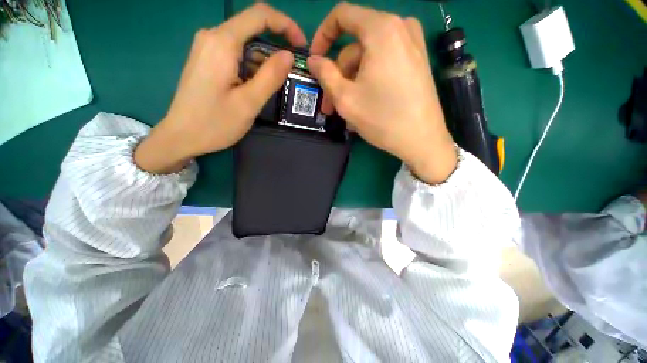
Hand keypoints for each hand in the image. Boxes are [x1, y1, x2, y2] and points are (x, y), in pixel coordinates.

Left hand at [135, 3, 306, 173]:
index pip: (260, 15)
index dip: (286, 25)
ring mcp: (207, 47)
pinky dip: (252, 65)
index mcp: (222, 42)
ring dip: (264, 59)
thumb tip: (288, 55)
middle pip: (252, 27)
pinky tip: (256, 85)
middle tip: (290, 72)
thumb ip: (270, 76)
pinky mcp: (207, 59)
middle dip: (276, 45)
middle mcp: (212, 36)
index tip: (300, 46)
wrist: (181, 136)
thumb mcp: (249, 103)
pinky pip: (235, 53)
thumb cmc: (215, 123)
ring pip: (245, 42)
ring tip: (274, 85)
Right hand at [308, 3, 456, 183]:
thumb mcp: (346, 98)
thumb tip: (313, 60)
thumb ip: (325, 74)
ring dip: (352, 84)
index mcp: (381, 29)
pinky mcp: (416, 63)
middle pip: (355, 47)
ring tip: (347, 112)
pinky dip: (368, 83)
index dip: (323, 36)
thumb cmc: (382, 118)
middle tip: (330, 105)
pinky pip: (383, 65)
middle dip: (339, 76)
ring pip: (368, 59)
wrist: (422, 140)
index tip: (316, 61)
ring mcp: (412, 46)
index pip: (342, 15)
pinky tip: (364, 106)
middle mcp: (400, 29)